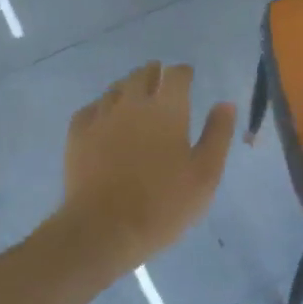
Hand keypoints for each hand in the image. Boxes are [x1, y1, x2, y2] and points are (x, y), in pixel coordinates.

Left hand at [57, 62, 235, 269]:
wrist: (103, 230)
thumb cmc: (163, 205)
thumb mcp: (205, 175)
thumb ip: (217, 135)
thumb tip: (225, 104)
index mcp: (167, 109)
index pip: (175, 74)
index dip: (183, 73)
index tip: (188, 79)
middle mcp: (132, 103)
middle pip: (143, 74)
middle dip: (155, 75)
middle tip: (163, 88)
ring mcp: (101, 116)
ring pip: (116, 88)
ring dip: (129, 89)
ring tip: (137, 103)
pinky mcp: (77, 134)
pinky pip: (92, 108)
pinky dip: (103, 108)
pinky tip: (107, 121)